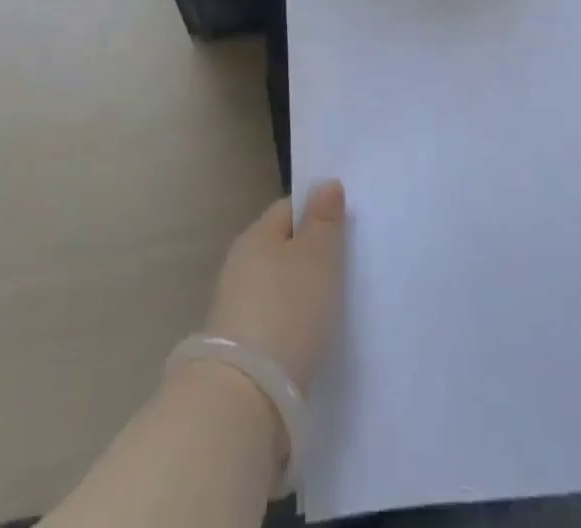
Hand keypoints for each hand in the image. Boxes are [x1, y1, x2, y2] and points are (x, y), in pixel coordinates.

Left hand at [204, 180, 347, 394]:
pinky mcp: (238, 345)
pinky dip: (290, 319)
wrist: (246, 397)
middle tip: (345, 264)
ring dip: (299, 288)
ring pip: (276, 283)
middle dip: (309, 252)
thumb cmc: (287, 311)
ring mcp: (235, 305)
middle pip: (281, 246)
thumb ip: (324, 221)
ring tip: (332, 302)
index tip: (344, 225)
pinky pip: (272, 316)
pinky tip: (309, 333)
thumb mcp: (317, 259)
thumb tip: (326, 184)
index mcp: (255, 235)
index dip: (316, 211)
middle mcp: (240, 263)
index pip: (289, 208)